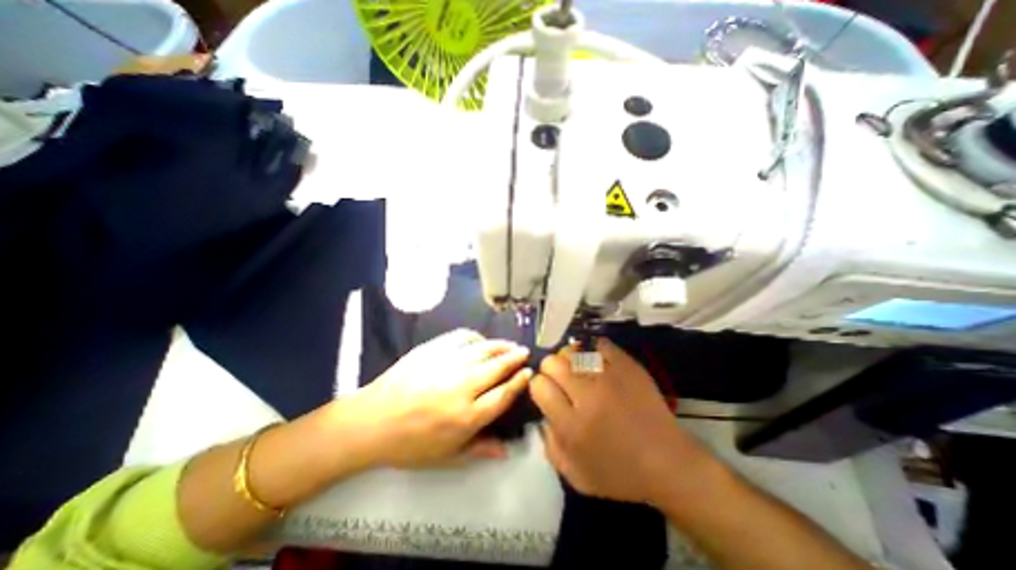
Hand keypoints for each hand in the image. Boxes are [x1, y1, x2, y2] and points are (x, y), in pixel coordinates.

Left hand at [340, 329, 531, 467]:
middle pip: (497, 368)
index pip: (503, 395)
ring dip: (499, 346)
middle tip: (524, 352)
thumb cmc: (409, 444)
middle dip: (514, 358)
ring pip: (482, 350)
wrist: (371, 422)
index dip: (519, 382)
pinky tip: (480, 340)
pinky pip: (460, 338)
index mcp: (466, 416)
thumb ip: (479, 450)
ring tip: (509, 344)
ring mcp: (446, 365)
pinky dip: (475, 338)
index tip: (528, 373)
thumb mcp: (446, 457)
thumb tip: (507, 450)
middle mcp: (461, 387)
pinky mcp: (432, 351)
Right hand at [532, 339, 712, 502]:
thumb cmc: (620, 473)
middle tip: (561, 382)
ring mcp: (609, 377)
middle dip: (550, 370)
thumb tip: (542, 414)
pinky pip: (599, 344)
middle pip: (552, 362)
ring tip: (577, 370)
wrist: (668, 462)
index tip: (547, 393)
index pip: (539, 385)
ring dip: (569, 359)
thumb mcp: (576, 475)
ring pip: (572, 350)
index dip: (538, 386)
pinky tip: (594, 361)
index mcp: (571, 425)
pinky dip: (591, 349)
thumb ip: (549, 444)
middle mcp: (587, 396)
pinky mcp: (628, 366)